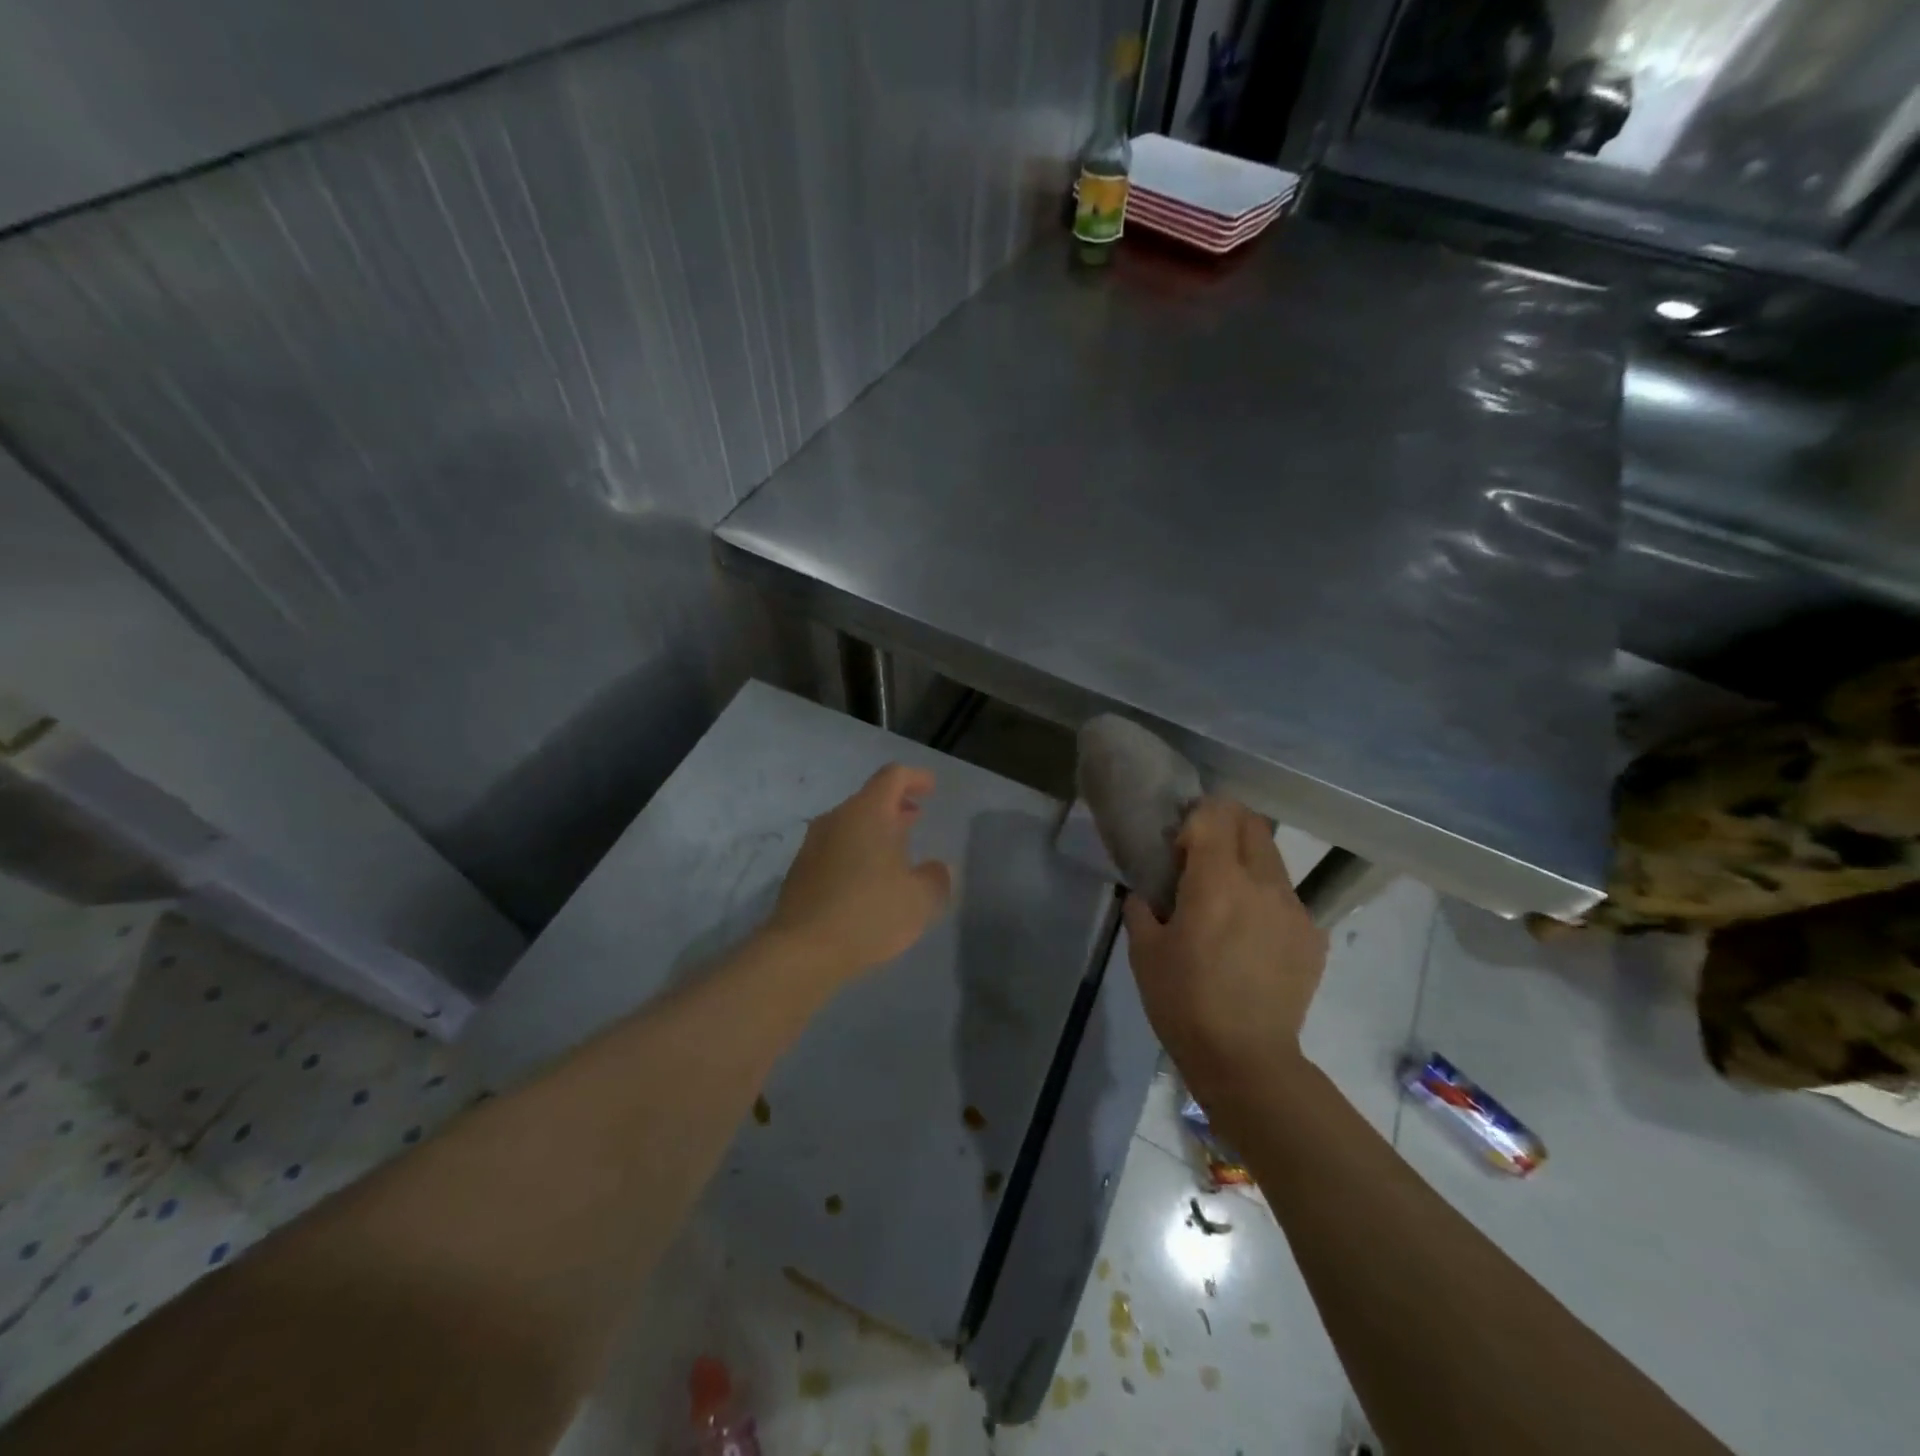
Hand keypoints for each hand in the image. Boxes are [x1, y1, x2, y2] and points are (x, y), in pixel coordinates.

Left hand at [764, 765, 952, 982]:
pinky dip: (856, 851)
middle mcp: (837, 819)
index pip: (893, 777)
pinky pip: (835, 848)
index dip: (915, 778)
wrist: (802, 951)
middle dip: (895, 805)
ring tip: (896, 850)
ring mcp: (813, 844)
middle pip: (869, 799)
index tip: (931, 788)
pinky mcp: (800, 871)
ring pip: (850, 824)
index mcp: (867, 813)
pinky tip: (868, 879)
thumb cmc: (868, 914)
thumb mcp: (920, 900)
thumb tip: (936, 869)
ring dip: (875, 830)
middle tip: (916, 817)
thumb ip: (936, 878)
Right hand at [1124, 797, 1328, 1087]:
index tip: (1178, 845)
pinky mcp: (1313, 937)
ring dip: (1246, 862)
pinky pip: (1286, 898)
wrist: (1246, 1059)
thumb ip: (1142, 908)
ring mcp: (1295, 909)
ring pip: (1272, 860)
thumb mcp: (1144, 951)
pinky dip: (1264, 899)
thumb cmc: (1183, 1001)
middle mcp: (1264, 883)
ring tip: (1225, 901)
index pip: (1216, 814)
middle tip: (1200, 854)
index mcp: (1218, 881)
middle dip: (1225, 825)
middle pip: (1252, 824)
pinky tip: (1248, 938)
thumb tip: (1148, 893)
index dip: (1194, 818)